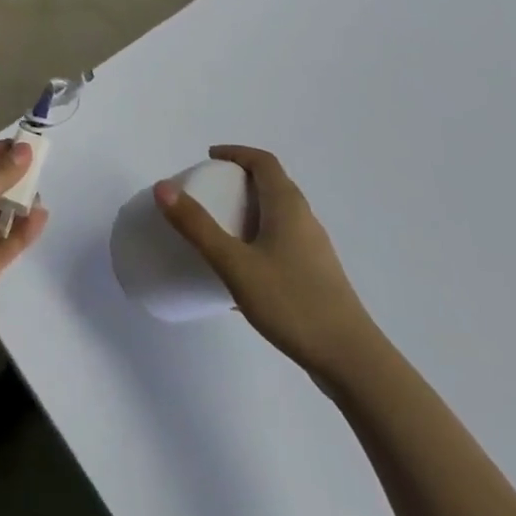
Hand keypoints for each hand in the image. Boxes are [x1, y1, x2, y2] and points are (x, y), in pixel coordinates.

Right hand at [155, 145, 376, 379]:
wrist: (352, 362)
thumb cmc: (292, 303)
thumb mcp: (235, 264)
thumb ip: (197, 227)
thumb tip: (163, 187)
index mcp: (287, 205)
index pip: (263, 161)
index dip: (237, 153)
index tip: (210, 159)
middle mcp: (305, 219)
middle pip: (272, 185)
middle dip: (240, 181)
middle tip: (210, 192)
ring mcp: (315, 250)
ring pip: (279, 216)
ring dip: (250, 211)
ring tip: (222, 230)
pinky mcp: (318, 277)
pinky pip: (283, 242)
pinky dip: (260, 239)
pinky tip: (244, 274)